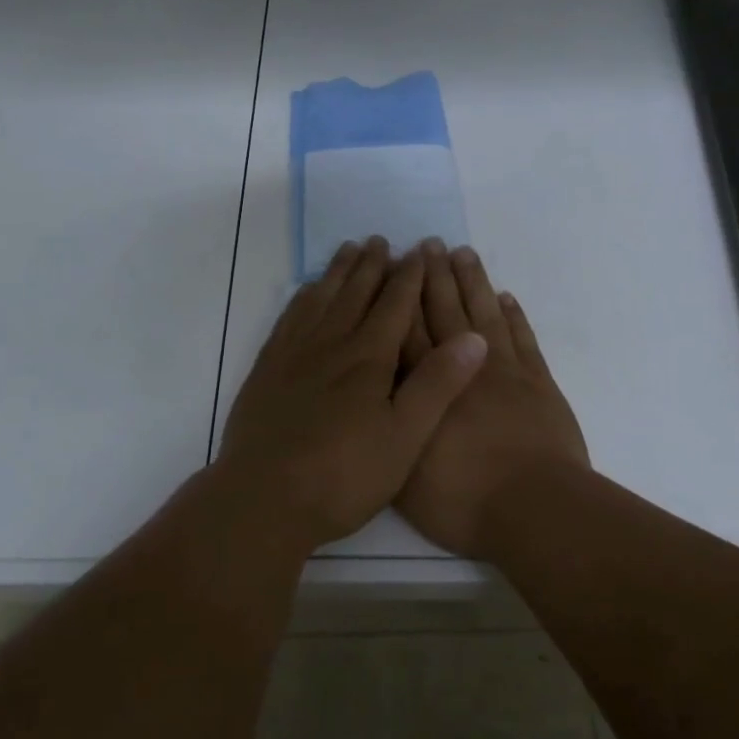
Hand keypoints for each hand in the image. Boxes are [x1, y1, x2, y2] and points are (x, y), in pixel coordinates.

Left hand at [218, 237, 489, 550]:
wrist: (264, 498)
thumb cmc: (344, 476)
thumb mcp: (405, 438)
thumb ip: (437, 385)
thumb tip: (474, 337)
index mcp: (368, 358)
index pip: (395, 304)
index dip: (410, 275)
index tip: (420, 249)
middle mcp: (331, 344)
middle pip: (355, 292)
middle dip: (372, 265)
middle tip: (380, 240)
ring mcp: (294, 354)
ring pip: (320, 298)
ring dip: (337, 271)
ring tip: (348, 249)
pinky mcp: (267, 369)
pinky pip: (289, 317)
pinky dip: (302, 296)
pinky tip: (306, 292)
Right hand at [397, 243, 587, 557]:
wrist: (534, 508)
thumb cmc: (462, 498)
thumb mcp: (405, 474)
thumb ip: (390, 428)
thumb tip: (376, 397)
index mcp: (429, 386)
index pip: (409, 330)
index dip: (402, 296)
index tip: (397, 265)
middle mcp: (464, 366)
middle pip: (446, 311)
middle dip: (434, 276)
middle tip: (428, 243)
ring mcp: (506, 371)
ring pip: (485, 314)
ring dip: (473, 282)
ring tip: (463, 253)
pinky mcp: (539, 382)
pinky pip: (524, 338)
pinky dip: (515, 315)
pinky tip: (506, 296)